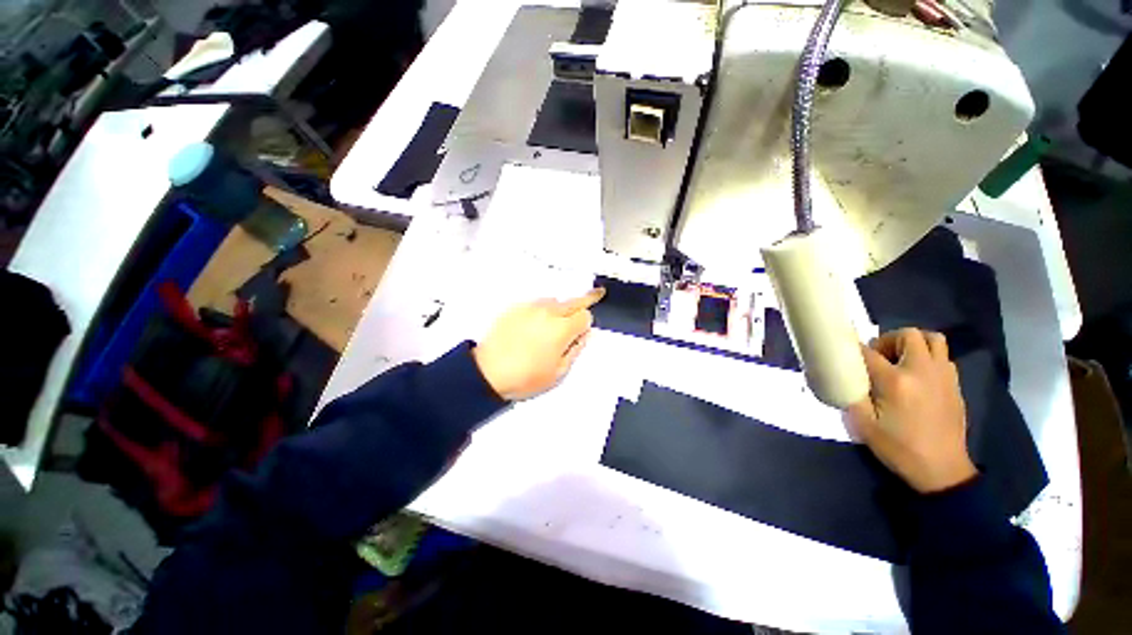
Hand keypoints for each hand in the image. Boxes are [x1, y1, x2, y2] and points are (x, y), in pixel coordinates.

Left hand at [473, 288, 605, 400]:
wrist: (488, 372)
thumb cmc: (526, 377)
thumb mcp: (559, 372)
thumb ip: (576, 350)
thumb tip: (585, 334)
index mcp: (562, 329)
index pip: (585, 315)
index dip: (586, 324)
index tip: (582, 331)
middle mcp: (548, 312)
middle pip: (574, 301)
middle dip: (583, 303)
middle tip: (595, 295)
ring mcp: (530, 307)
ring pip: (554, 301)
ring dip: (559, 309)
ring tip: (550, 325)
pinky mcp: (515, 307)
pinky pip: (535, 303)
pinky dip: (541, 310)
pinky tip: (532, 325)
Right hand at [843, 328, 976, 492]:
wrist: (942, 471)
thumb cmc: (898, 448)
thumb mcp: (862, 425)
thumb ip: (850, 395)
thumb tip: (842, 377)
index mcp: (896, 381)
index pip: (869, 352)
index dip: (854, 350)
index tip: (845, 355)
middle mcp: (922, 371)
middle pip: (908, 335)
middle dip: (888, 340)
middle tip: (878, 357)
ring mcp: (943, 377)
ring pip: (933, 340)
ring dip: (914, 344)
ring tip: (900, 362)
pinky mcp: (955, 386)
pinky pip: (943, 358)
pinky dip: (928, 358)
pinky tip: (917, 378)